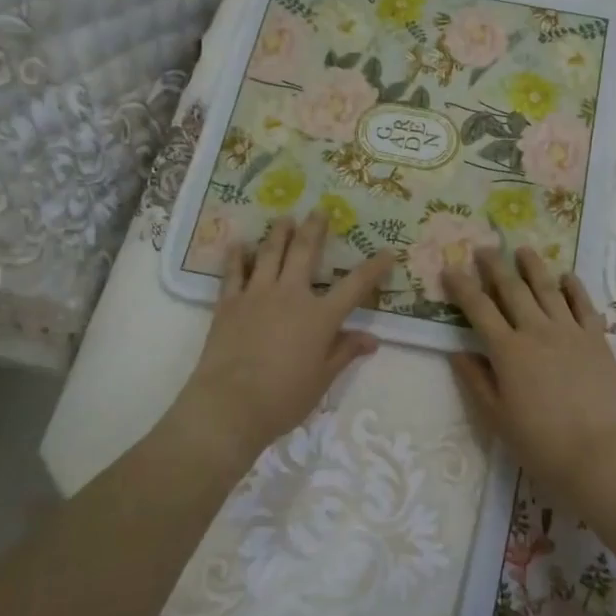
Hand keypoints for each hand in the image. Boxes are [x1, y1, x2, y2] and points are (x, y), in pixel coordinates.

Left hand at [171, 210, 393, 470]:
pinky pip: (234, 272)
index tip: (387, 252)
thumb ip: (345, 352)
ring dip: (278, 233)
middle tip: (320, 210)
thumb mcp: (323, 379)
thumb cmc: (284, 397)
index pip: (355, 285)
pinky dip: (237, 256)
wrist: (230, 404)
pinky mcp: (229, 303)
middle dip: (315, 229)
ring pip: (269, 253)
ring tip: (284, 218)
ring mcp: (257, 295)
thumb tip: (372, 338)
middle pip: (305, 252)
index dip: (374, 268)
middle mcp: (291, 295)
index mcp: (320, 316)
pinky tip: (240, 244)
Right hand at [444, 247, 615, 499]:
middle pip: (512, 289)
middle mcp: (536, 331)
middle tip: (484, 248)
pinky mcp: (597, 339)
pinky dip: (574, 287)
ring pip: (548, 289)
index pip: (478, 308)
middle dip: (494, 266)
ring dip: (533, 267)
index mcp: (507, 350)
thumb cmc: (539, 442)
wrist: (598, 453)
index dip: (462, 286)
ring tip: (523, 249)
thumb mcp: (496, 417)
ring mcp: (570, 331)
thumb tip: (457, 351)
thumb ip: (476, 380)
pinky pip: (583, 305)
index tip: (449, 268)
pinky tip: (567, 276)